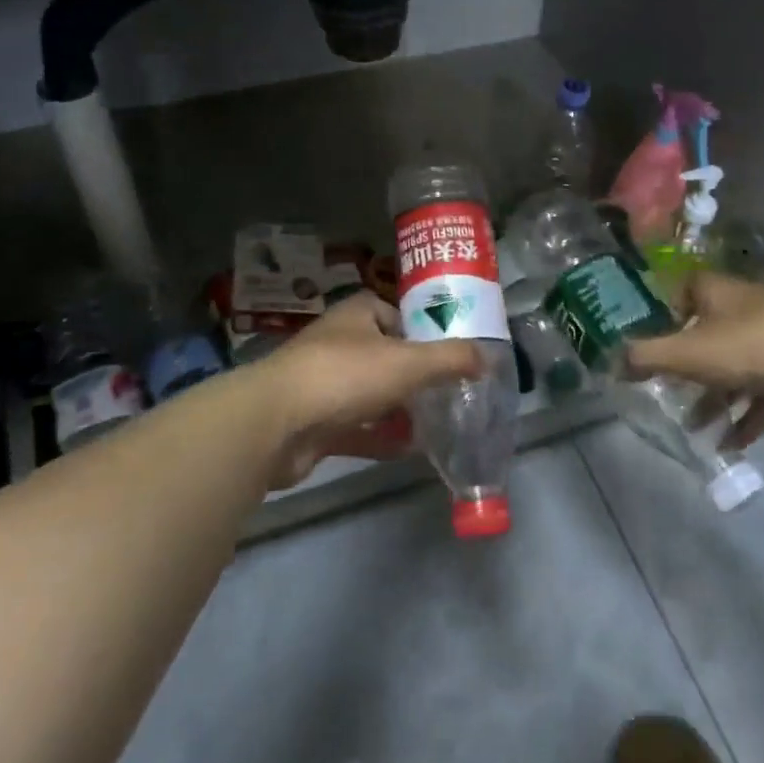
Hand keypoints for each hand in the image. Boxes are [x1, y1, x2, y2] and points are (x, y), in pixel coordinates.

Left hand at [252, 293, 480, 488]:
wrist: (274, 424)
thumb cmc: (344, 376)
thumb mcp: (409, 362)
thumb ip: (451, 359)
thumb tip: (488, 357)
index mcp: (357, 316)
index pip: (394, 312)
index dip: (422, 329)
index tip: (450, 351)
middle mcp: (338, 344)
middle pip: (385, 355)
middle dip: (415, 374)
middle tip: (450, 392)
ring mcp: (323, 385)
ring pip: (371, 394)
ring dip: (399, 409)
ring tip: (437, 422)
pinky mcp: (315, 424)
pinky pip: (357, 429)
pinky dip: (381, 438)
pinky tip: (409, 450)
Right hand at [623, 273, 763, 448]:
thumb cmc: (750, 346)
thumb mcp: (688, 353)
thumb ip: (645, 357)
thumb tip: (611, 361)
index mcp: (716, 293)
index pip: (684, 289)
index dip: (666, 310)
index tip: (651, 337)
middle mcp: (744, 308)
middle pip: (708, 332)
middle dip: (688, 366)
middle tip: (667, 390)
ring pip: (736, 366)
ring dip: (716, 396)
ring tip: (695, 427)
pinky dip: (748, 415)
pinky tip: (733, 444)